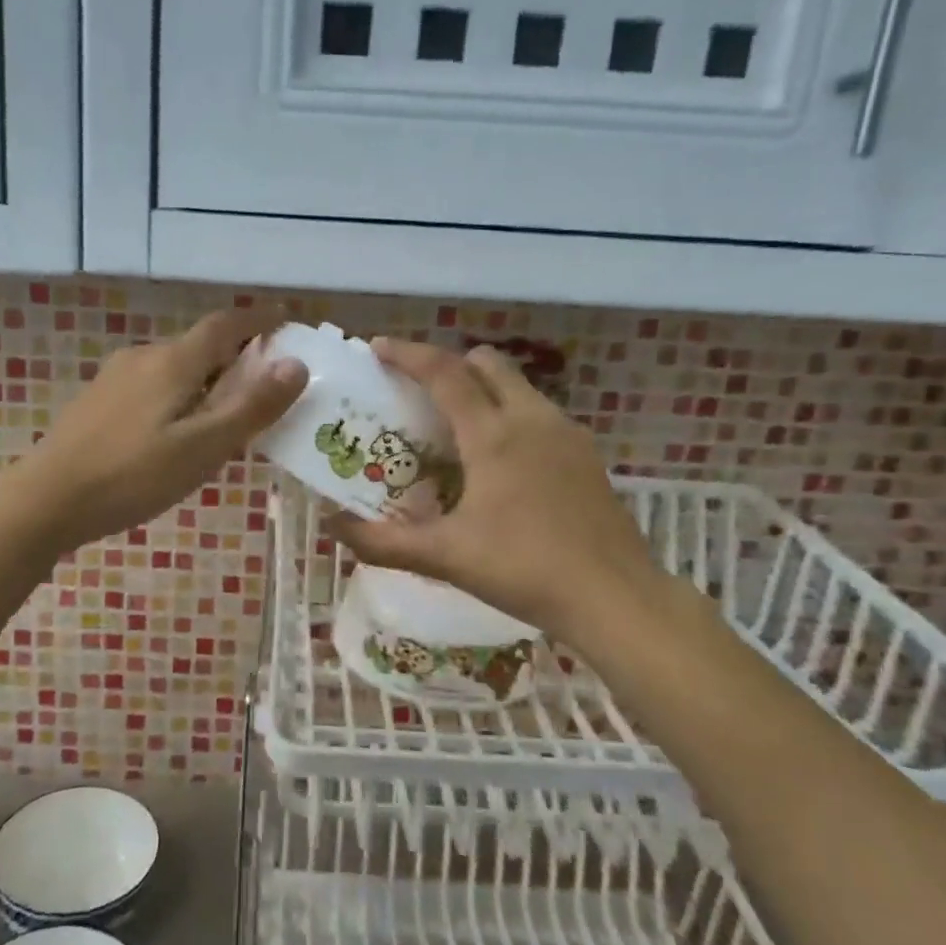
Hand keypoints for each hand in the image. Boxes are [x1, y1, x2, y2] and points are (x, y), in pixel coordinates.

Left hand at [12, 306, 307, 549]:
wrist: (46, 500)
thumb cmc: (133, 476)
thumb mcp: (203, 447)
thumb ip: (251, 407)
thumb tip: (296, 364)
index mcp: (173, 362)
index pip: (225, 325)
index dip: (258, 320)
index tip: (285, 318)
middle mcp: (143, 357)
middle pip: (199, 346)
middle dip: (236, 356)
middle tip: (265, 386)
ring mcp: (115, 378)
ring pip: (175, 368)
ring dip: (207, 379)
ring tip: (227, 415)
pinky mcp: (98, 402)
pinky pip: (153, 386)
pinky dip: (180, 395)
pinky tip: (178, 432)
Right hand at [330, 340, 668, 643]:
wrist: (614, 597)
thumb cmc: (524, 569)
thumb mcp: (445, 556)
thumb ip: (382, 541)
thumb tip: (331, 527)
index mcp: (493, 434)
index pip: (444, 373)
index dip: (408, 354)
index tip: (378, 347)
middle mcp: (531, 419)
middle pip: (487, 363)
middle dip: (450, 364)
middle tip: (419, 391)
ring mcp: (566, 434)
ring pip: (518, 386)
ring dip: (483, 389)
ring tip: (456, 427)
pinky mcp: (586, 455)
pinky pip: (539, 413)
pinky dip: (510, 414)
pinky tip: (500, 461)